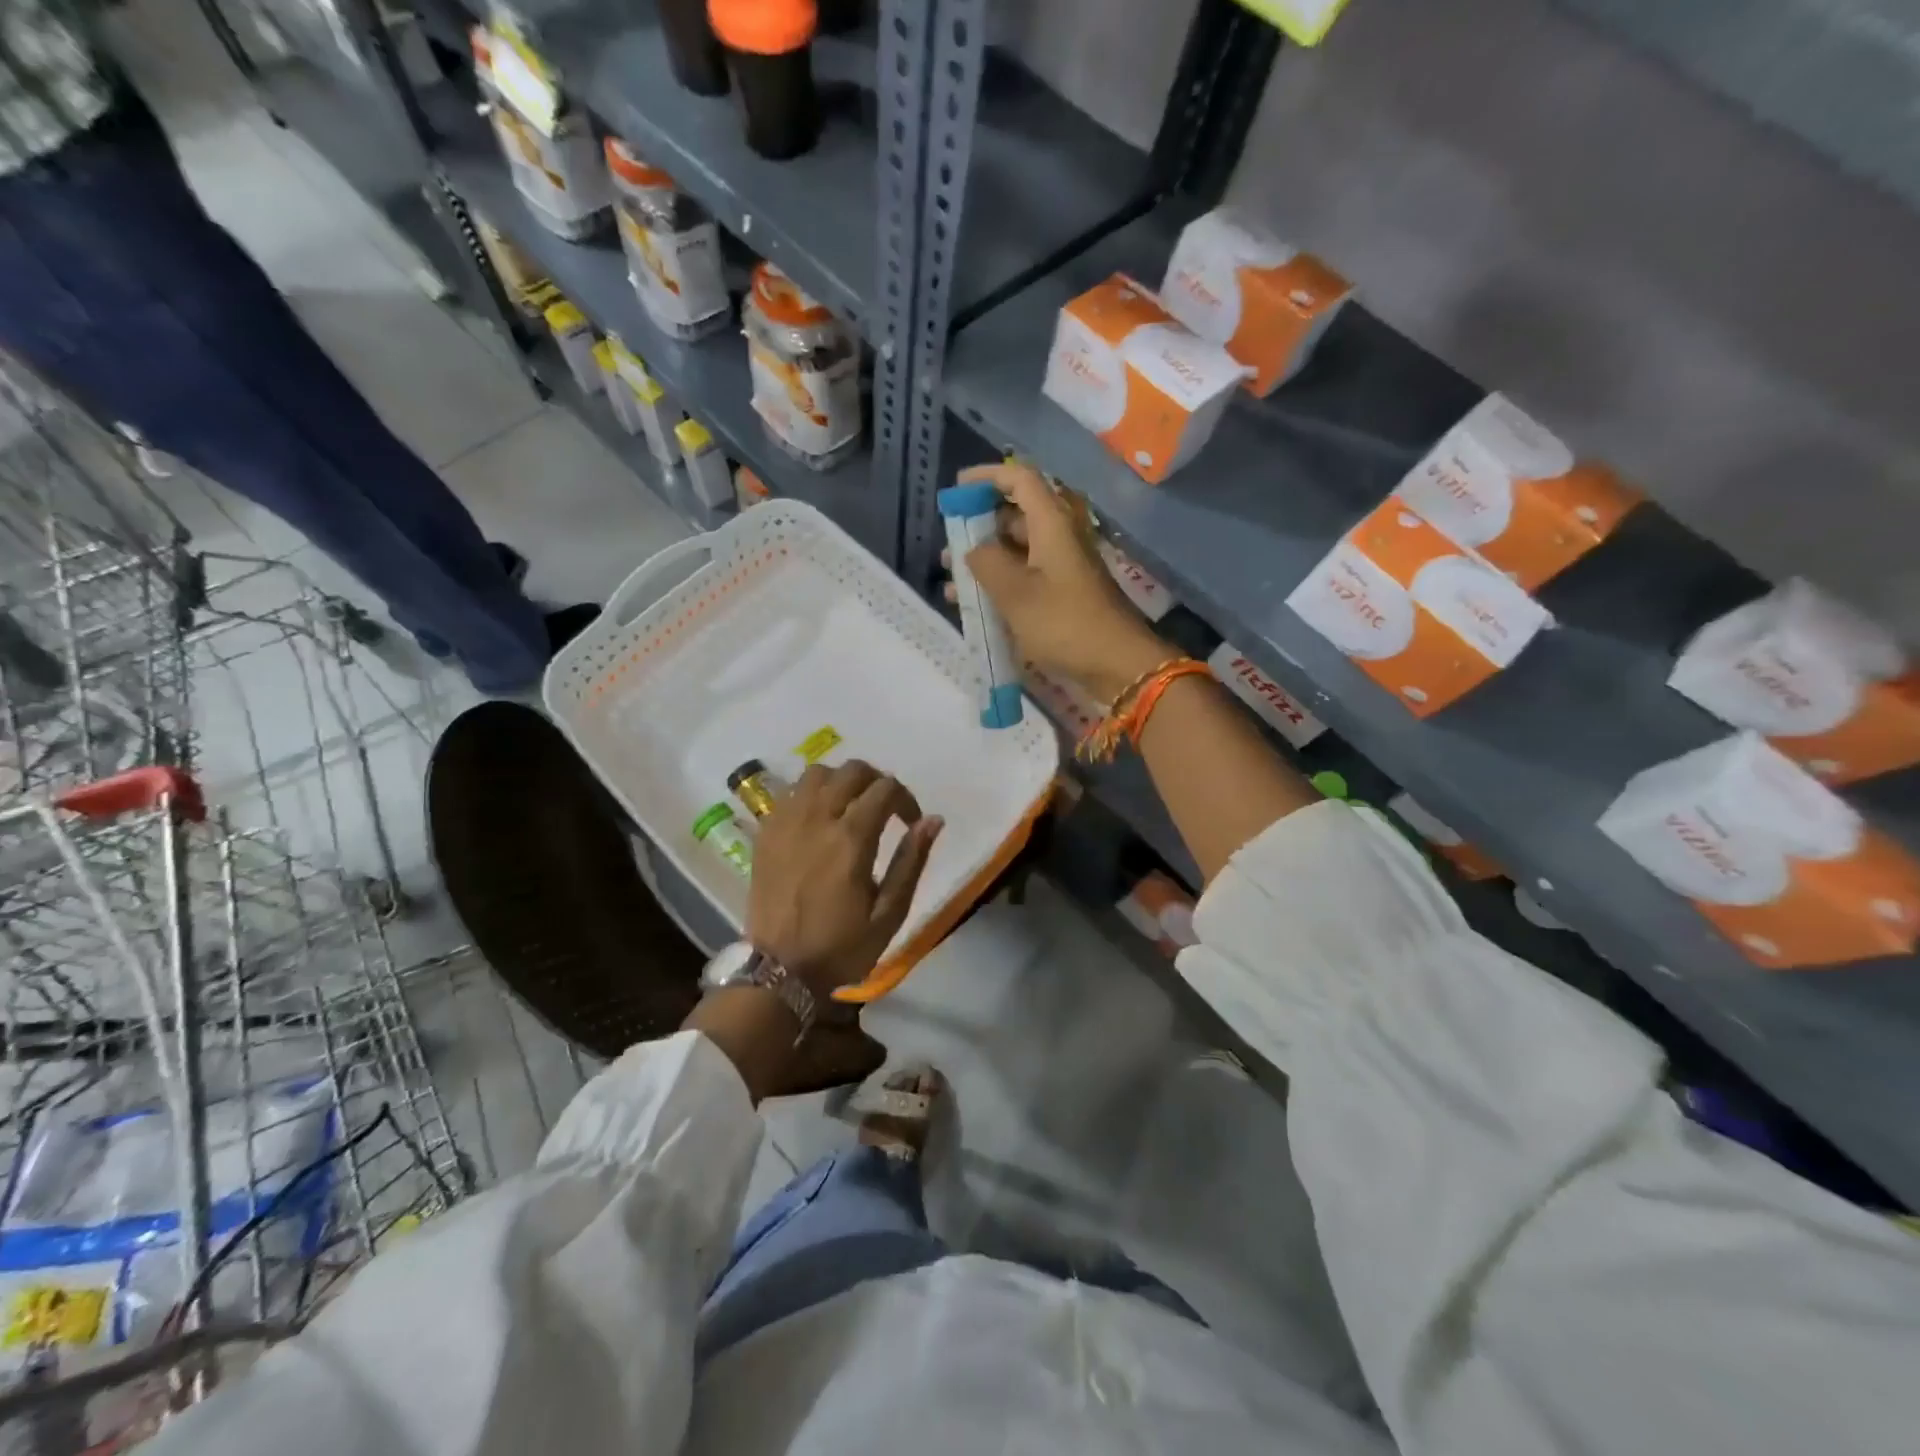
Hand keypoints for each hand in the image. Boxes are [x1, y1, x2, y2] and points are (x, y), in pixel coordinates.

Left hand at [747, 761, 943, 993]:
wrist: (779, 970)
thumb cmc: (840, 946)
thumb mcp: (889, 913)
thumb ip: (911, 861)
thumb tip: (933, 820)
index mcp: (850, 839)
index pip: (886, 789)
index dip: (906, 799)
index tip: (911, 822)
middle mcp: (817, 819)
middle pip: (852, 770)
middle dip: (877, 781)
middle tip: (885, 808)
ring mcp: (786, 822)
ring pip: (817, 773)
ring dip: (841, 781)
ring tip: (850, 806)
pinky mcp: (766, 832)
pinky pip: (790, 792)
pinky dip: (811, 794)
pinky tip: (819, 819)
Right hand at [951, 462, 1172, 701]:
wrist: (1117, 665)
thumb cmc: (1064, 623)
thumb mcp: (1016, 593)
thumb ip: (987, 563)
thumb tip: (973, 549)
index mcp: (1051, 525)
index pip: (1020, 479)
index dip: (987, 477)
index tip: (956, 489)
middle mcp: (1058, 538)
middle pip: (1015, 515)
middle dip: (978, 527)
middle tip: (948, 547)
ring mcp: (1061, 568)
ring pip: (1016, 550)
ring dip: (984, 560)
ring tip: (951, 582)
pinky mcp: (1062, 594)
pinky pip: (1025, 577)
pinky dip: (999, 584)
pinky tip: (973, 605)